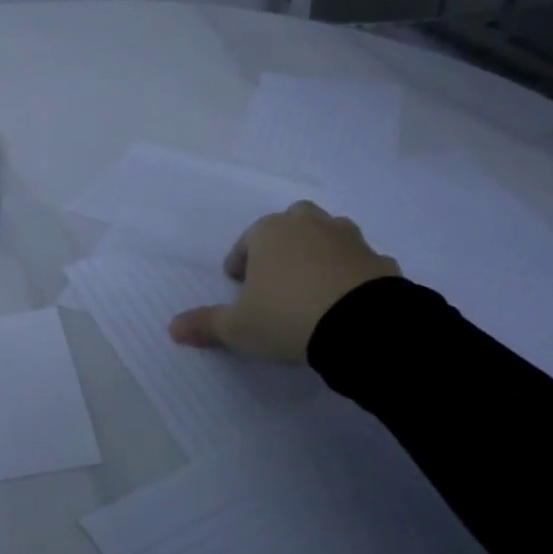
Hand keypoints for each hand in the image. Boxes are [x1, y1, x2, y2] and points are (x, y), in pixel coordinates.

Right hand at [168, 201, 399, 363]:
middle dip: (282, 247)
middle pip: (290, 226)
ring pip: (327, 238)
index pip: (246, 242)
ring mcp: (349, 239)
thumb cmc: (286, 316)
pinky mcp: (380, 260)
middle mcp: (309, 225)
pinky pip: (357, 264)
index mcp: (269, 232)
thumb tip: (172, 328)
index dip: (239, 264)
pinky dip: (349, 276)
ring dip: (317, 256)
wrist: (363, 326)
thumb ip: (205, 324)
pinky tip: (344, 303)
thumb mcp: (237, 328)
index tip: (238, 287)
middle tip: (276, 279)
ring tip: (311, 289)